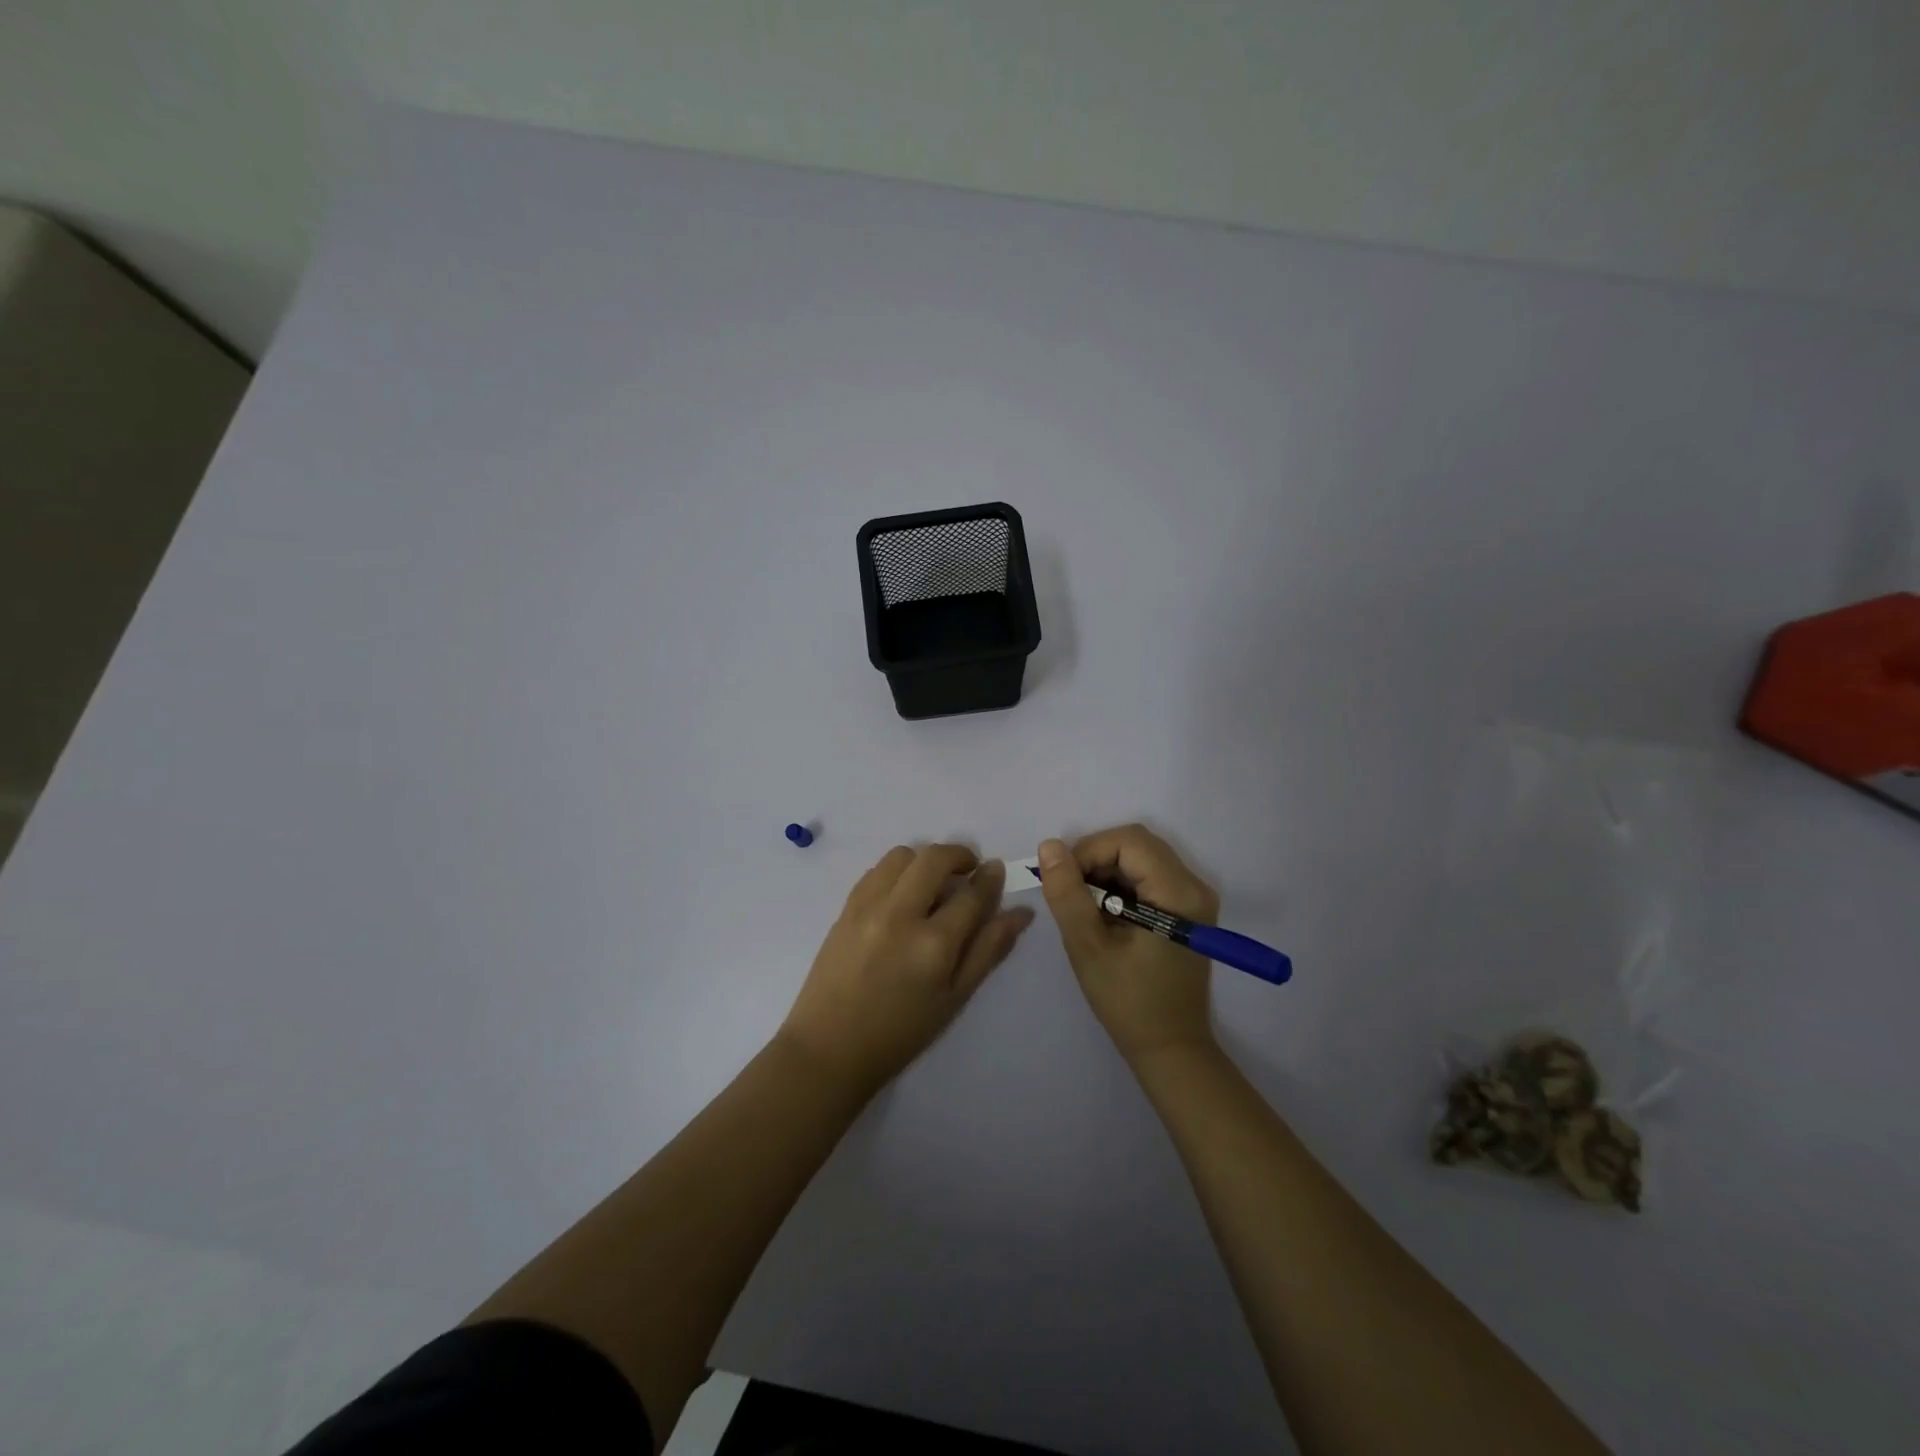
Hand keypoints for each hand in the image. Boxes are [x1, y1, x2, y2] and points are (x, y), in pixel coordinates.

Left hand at [780, 844, 1034, 1099]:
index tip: (996, 871)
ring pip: (902, 855)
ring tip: (932, 883)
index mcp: (934, 944)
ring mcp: (868, 907)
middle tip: (968, 871)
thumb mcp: (955, 997)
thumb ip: (989, 949)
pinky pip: (876, 870)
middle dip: (959, 855)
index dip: (990, 878)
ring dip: (924, 860)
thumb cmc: (901, 1032)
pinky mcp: (846, 908)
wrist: (830, 1048)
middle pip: (935, 859)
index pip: (972, 893)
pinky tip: (902, 894)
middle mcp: (901, 915)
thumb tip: (1022, 913)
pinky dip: (896, 871)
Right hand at [1037, 825, 1218, 1066]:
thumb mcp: (1088, 946)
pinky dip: (1120, 886)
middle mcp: (1194, 886)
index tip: (1064, 881)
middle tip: (1071, 893)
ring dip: (1106, 873)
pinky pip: (1148, 877)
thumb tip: (1049, 846)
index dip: (1089, 851)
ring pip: (1140, 858)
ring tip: (1085, 909)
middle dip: (1096, 860)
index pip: (1129, 841)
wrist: (1170, 1049)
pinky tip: (1104, 916)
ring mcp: (1194, 898)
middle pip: (1137, 845)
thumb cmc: (1129, 1001)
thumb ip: (1067, 893)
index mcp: (1178, 892)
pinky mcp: (1187, 910)